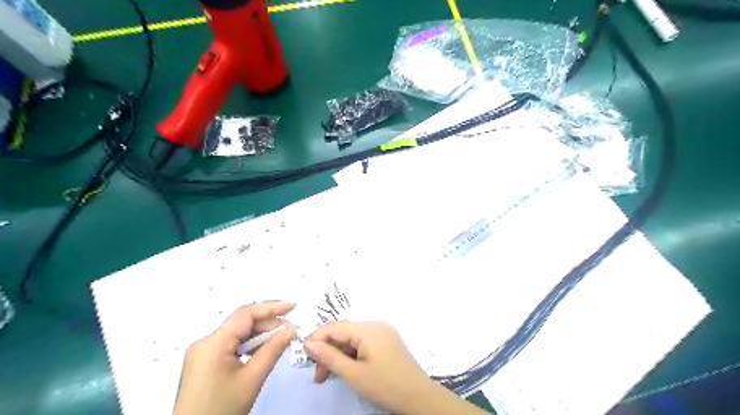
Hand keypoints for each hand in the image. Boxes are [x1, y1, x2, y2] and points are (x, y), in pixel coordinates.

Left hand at [173, 302, 296, 414]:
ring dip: (259, 334)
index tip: (293, 307)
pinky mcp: (203, 364)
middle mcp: (204, 343)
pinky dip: (248, 345)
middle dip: (267, 323)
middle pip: (241, 324)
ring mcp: (201, 354)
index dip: (271, 307)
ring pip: (236, 334)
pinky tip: (263, 350)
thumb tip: (290, 330)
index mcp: (213, 343)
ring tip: (281, 339)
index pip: (245, 315)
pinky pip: (230, 346)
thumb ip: (273, 350)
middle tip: (291, 329)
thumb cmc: (223, 409)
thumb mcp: (252, 379)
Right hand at [303, 321, 440, 414]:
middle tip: (319, 376)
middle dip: (328, 351)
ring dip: (339, 355)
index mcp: (368, 329)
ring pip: (353, 338)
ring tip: (329, 376)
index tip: (304, 357)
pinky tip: (347, 369)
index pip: (335, 327)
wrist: (419, 398)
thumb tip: (308, 343)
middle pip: (343, 333)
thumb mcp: (353, 374)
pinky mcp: (387, 341)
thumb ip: (329, 356)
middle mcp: (376, 324)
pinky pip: (363, 342)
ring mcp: (383, 332)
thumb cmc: (385, 386)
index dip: (317, 339)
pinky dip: (352, 355)